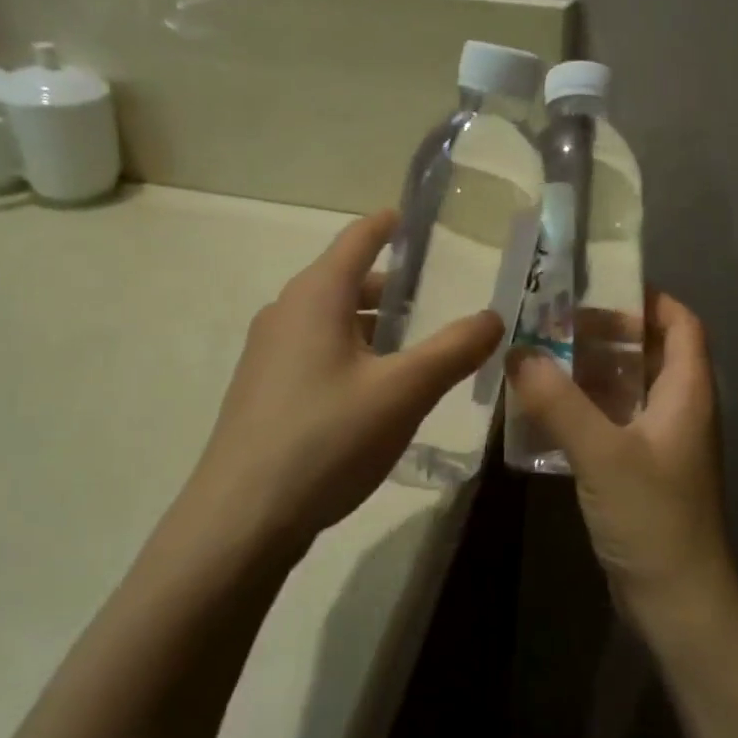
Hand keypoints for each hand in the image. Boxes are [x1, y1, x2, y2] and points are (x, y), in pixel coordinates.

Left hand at [180, 210, 503, 552]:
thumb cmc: (326, 439)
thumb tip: (494, 317)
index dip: (390, 224)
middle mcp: (286, 312)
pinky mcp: (265, 390)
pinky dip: (354, 353)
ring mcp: (269, 353)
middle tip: (443, 296)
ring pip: (334, 321)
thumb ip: (454, 350)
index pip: (358, 238)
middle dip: (395, 286)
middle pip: (348, 281)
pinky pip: (319, 352)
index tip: (420, 218)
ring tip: (420, 346)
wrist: (242, 518)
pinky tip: (379, 390)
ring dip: (376, 325)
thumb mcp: (403, 392)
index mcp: (316, 296)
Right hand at [506, 293, 737, 634]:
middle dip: (606, 334)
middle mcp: (679, 409)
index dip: (648, 300)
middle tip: (553, 326)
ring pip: (627, 388)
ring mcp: (661, 442)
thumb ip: (558, 401)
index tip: (598, 290)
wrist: (678, 602)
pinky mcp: (641, 470)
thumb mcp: (602, 453)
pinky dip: (585, 408)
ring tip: (540, 361)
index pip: (681, 324)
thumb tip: (518, 352)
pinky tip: (545, 412)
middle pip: (650, 352)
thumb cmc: (652, 518)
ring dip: (589, 372)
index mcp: (687, 392)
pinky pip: (614, 422)